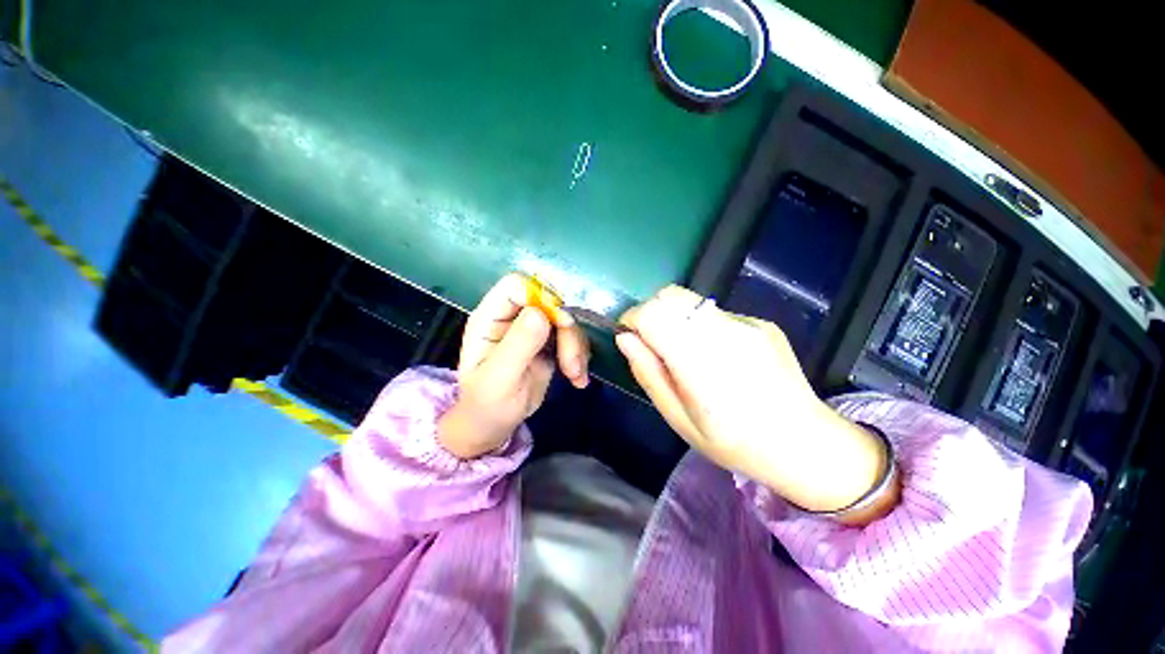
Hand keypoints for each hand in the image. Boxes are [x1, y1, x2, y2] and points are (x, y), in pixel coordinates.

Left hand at [438, 273, 590, 458]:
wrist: (495, 424)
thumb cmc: (487, 404)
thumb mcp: (499, 379)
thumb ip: (517, 345)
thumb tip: (540, 313)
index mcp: (490, 317)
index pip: (516, 286)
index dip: (540, 296)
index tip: (560, 322)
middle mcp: (513, 317)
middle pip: (549, 302)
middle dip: (566, 330)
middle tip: (571, 362)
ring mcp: (533, 329)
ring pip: (565, 320)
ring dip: (576, 346)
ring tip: (575, 375)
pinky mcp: (549, 342)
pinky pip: (572, 337)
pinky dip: (580, 356)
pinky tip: (577, 378)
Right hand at [616, 285, 894, 520]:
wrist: (805, 443)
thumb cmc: (734, 442)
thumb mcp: (678, 419)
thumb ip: (648, 374)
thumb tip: (625, 338)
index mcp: (701, 365)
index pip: (653, 315)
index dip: (632, 319)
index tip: (629, 337)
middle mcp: (725, 334)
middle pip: (671, 296)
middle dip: (650, 312)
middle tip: (652, 342)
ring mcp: (747, 325)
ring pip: (691, 301)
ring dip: (674, 318)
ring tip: (683, 351)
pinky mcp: (761, 323)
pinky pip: (715, 313)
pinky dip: (700, 326)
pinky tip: (716, 355)